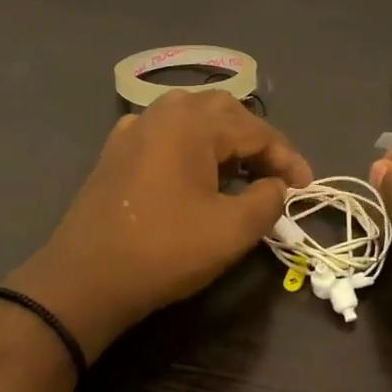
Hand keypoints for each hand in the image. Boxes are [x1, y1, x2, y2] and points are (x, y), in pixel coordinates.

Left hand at [13, 90, 312, 356]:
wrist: (84, 279)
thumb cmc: (164, 251)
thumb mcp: (231, 231)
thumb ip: (267, 200)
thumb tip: (276, 186)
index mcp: (194, 124)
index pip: (257, 131)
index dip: (287, 158)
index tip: (307, 187)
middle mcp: (164, 113)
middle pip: (225, 111)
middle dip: (257, 140)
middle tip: (275, 174)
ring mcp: (136, 128)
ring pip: (193, 115)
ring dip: (224, 136)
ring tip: (240, 168)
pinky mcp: (117, 150)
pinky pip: (165, 131)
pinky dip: (190, 142)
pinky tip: (192, 166)